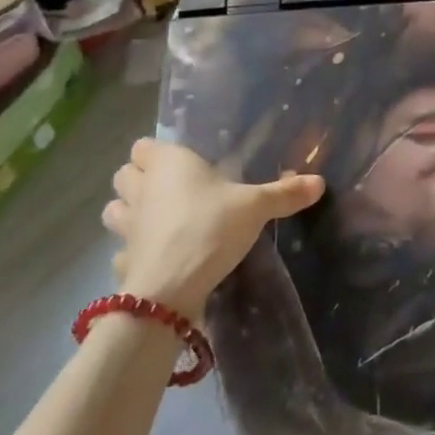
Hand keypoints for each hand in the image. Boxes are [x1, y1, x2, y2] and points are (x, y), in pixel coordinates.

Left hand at [101, 138, 323, 321]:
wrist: (171, 289)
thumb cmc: (211, 228)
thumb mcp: (255, 207)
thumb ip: (284, 193)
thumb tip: (320, 182)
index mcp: (168, 163)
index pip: (143, 145)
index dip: (156, 153)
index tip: (182, 164)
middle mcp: (141, 188)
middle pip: (124, 173)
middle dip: (139, 180)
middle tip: (172, 190)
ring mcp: (126, 226)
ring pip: (115, 209)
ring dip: (128, 212)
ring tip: (158, 221)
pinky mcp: (123, 260)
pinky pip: (123, 250)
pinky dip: (134, 252)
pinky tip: (155, 258)